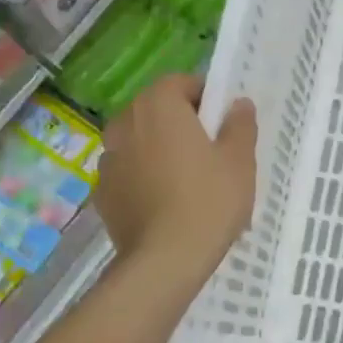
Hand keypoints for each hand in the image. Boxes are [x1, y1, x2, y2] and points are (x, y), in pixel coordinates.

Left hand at [95, 76, 256, 282]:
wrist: (165, 260)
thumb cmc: (209, 201)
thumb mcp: (239, 161)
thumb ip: (240, 125)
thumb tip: (238, 104)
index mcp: (158, 106)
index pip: (180, 82)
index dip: (204, 97)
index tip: (223, 122)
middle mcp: (125, 123)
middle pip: (155, 110)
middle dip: (180, 122)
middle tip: (209, 151)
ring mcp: (108, 158)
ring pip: (139, 141)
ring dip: (159, 149)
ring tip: (186, 180)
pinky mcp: (102, 191)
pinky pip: (129, 172)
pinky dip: (144, 177)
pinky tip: (165, 203)